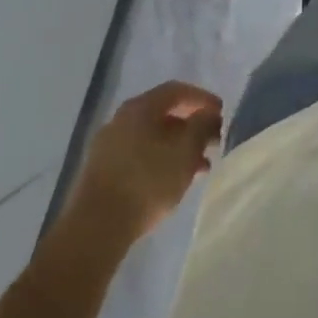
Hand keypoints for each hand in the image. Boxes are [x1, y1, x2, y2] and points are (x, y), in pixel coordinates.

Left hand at [68, 81, 223, 245]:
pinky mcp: (102, 172)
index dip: (202, 98)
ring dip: (178, 148)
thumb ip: (202, 126)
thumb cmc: (147, 180)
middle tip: (212, 142)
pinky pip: (139, 156)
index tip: (221, 114)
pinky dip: (160, 162)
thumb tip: (209, 114)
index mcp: (140, 107)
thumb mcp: (186, 150)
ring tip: (200, 168)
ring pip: (152, 138)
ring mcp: (108, 146)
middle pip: (163, 114)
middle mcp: (121, 119)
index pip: (177, 90)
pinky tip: (173, 182)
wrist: (96, 226)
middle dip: (191, 126)